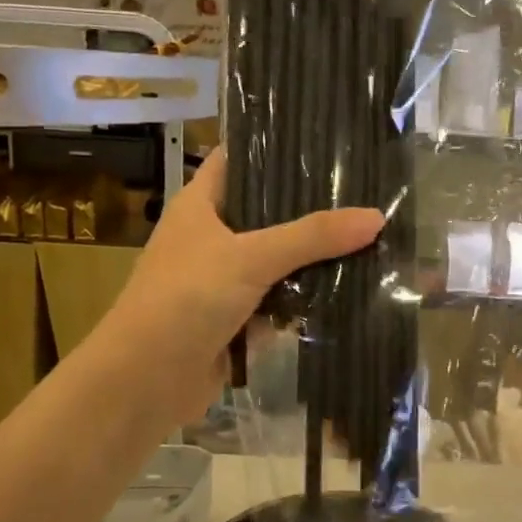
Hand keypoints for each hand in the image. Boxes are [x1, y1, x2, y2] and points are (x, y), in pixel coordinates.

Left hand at [100, 150, 383, 420]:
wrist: (145, 381)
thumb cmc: (186, 299)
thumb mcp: (251, 258)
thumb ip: (312, 236)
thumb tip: (376, 216)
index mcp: (200, 205)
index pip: (238, 159)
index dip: (275, 147)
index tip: (324, 141)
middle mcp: (211, 236)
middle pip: (266, 212)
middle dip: (309, 209)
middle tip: (363, 194)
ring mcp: (222, 280)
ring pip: (277, 260)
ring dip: (312, 259)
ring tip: (368, 238)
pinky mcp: (235, 319)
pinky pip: (277, 301)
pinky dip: (303, 299)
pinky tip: (348, 288)